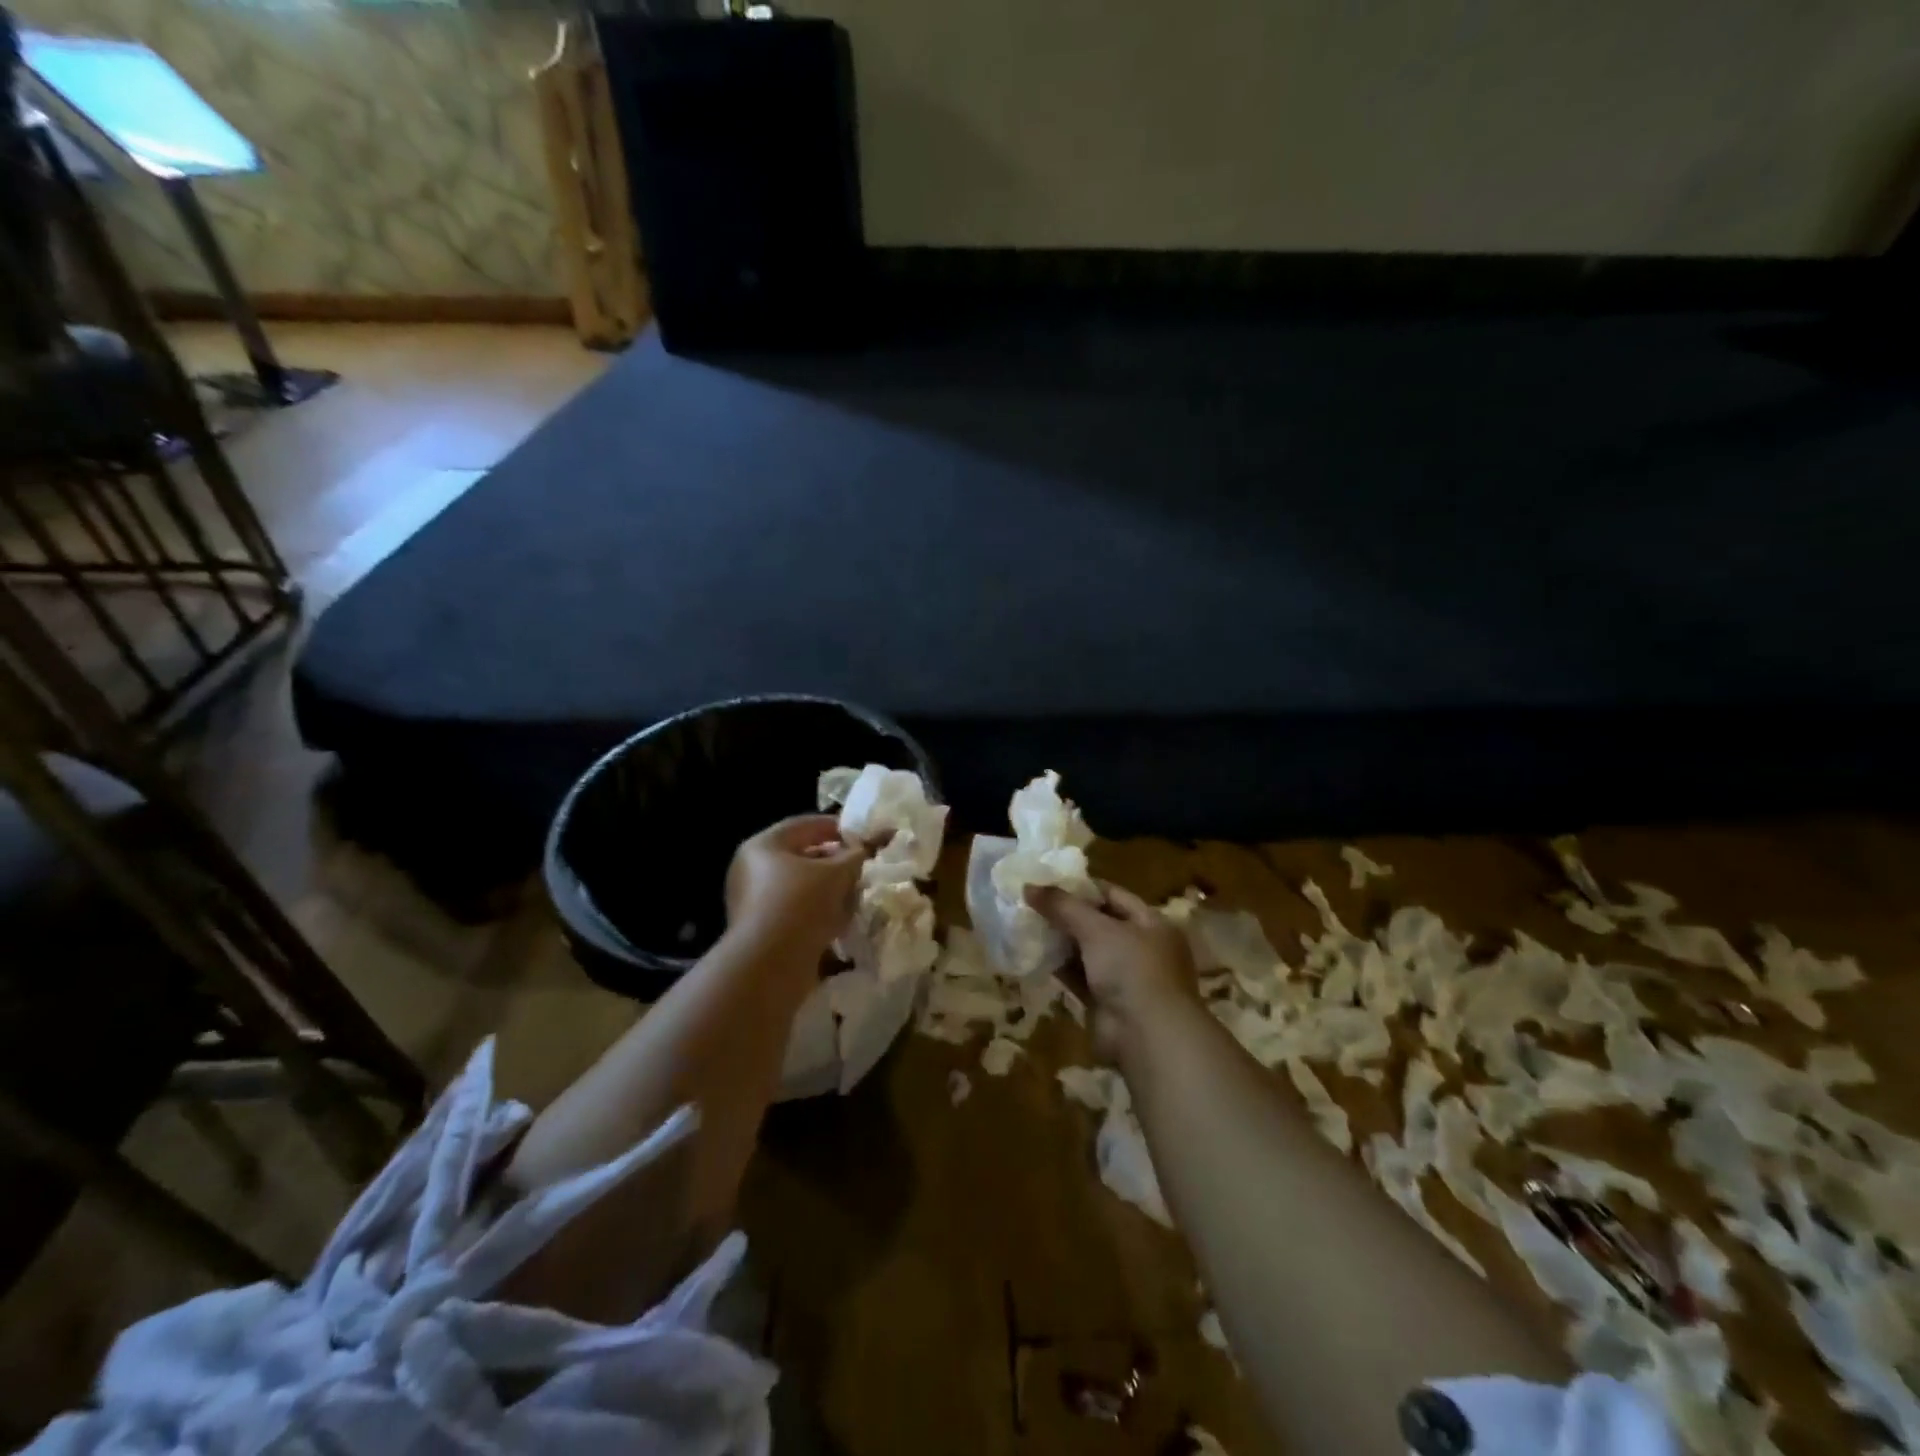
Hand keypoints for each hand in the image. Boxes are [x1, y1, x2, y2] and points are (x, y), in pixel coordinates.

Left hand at [725, 814, 866, 961]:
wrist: (770, 965)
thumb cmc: (801, 904)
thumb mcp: (837, 874)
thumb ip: (856, 855)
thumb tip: (868, 846)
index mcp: (763, 845)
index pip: (805, 825)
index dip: (837, 827)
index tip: (862, 835)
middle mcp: (751, 869)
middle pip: (800, 856)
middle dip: (834, 861)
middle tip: (861, 866)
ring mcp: (752, 901)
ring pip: (799, 886)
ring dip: (827, 889)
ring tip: (855, 893)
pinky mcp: (760, 929)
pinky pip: (794, 910)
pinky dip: (817, 911)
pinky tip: (840, 920)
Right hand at [1029, 882, 1198, 1062]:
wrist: (1147, 1036)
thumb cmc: (1131, 969)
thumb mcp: (1097, 929)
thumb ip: (1062, 906)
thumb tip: (1028, 886)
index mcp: (1152, 923)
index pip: (1113, 895)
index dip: (1081, 888)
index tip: (1048, 882)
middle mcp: (1142, 947)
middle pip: (1099, 923)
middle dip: (1068, 915)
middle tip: (1032, 903)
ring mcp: (1125, 977)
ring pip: (1088, 952)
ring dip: (1062, 942)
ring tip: (1028, 925)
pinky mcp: (1107, 1002)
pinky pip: (1081, 977)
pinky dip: (1062, 968)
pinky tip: (1036, 956)